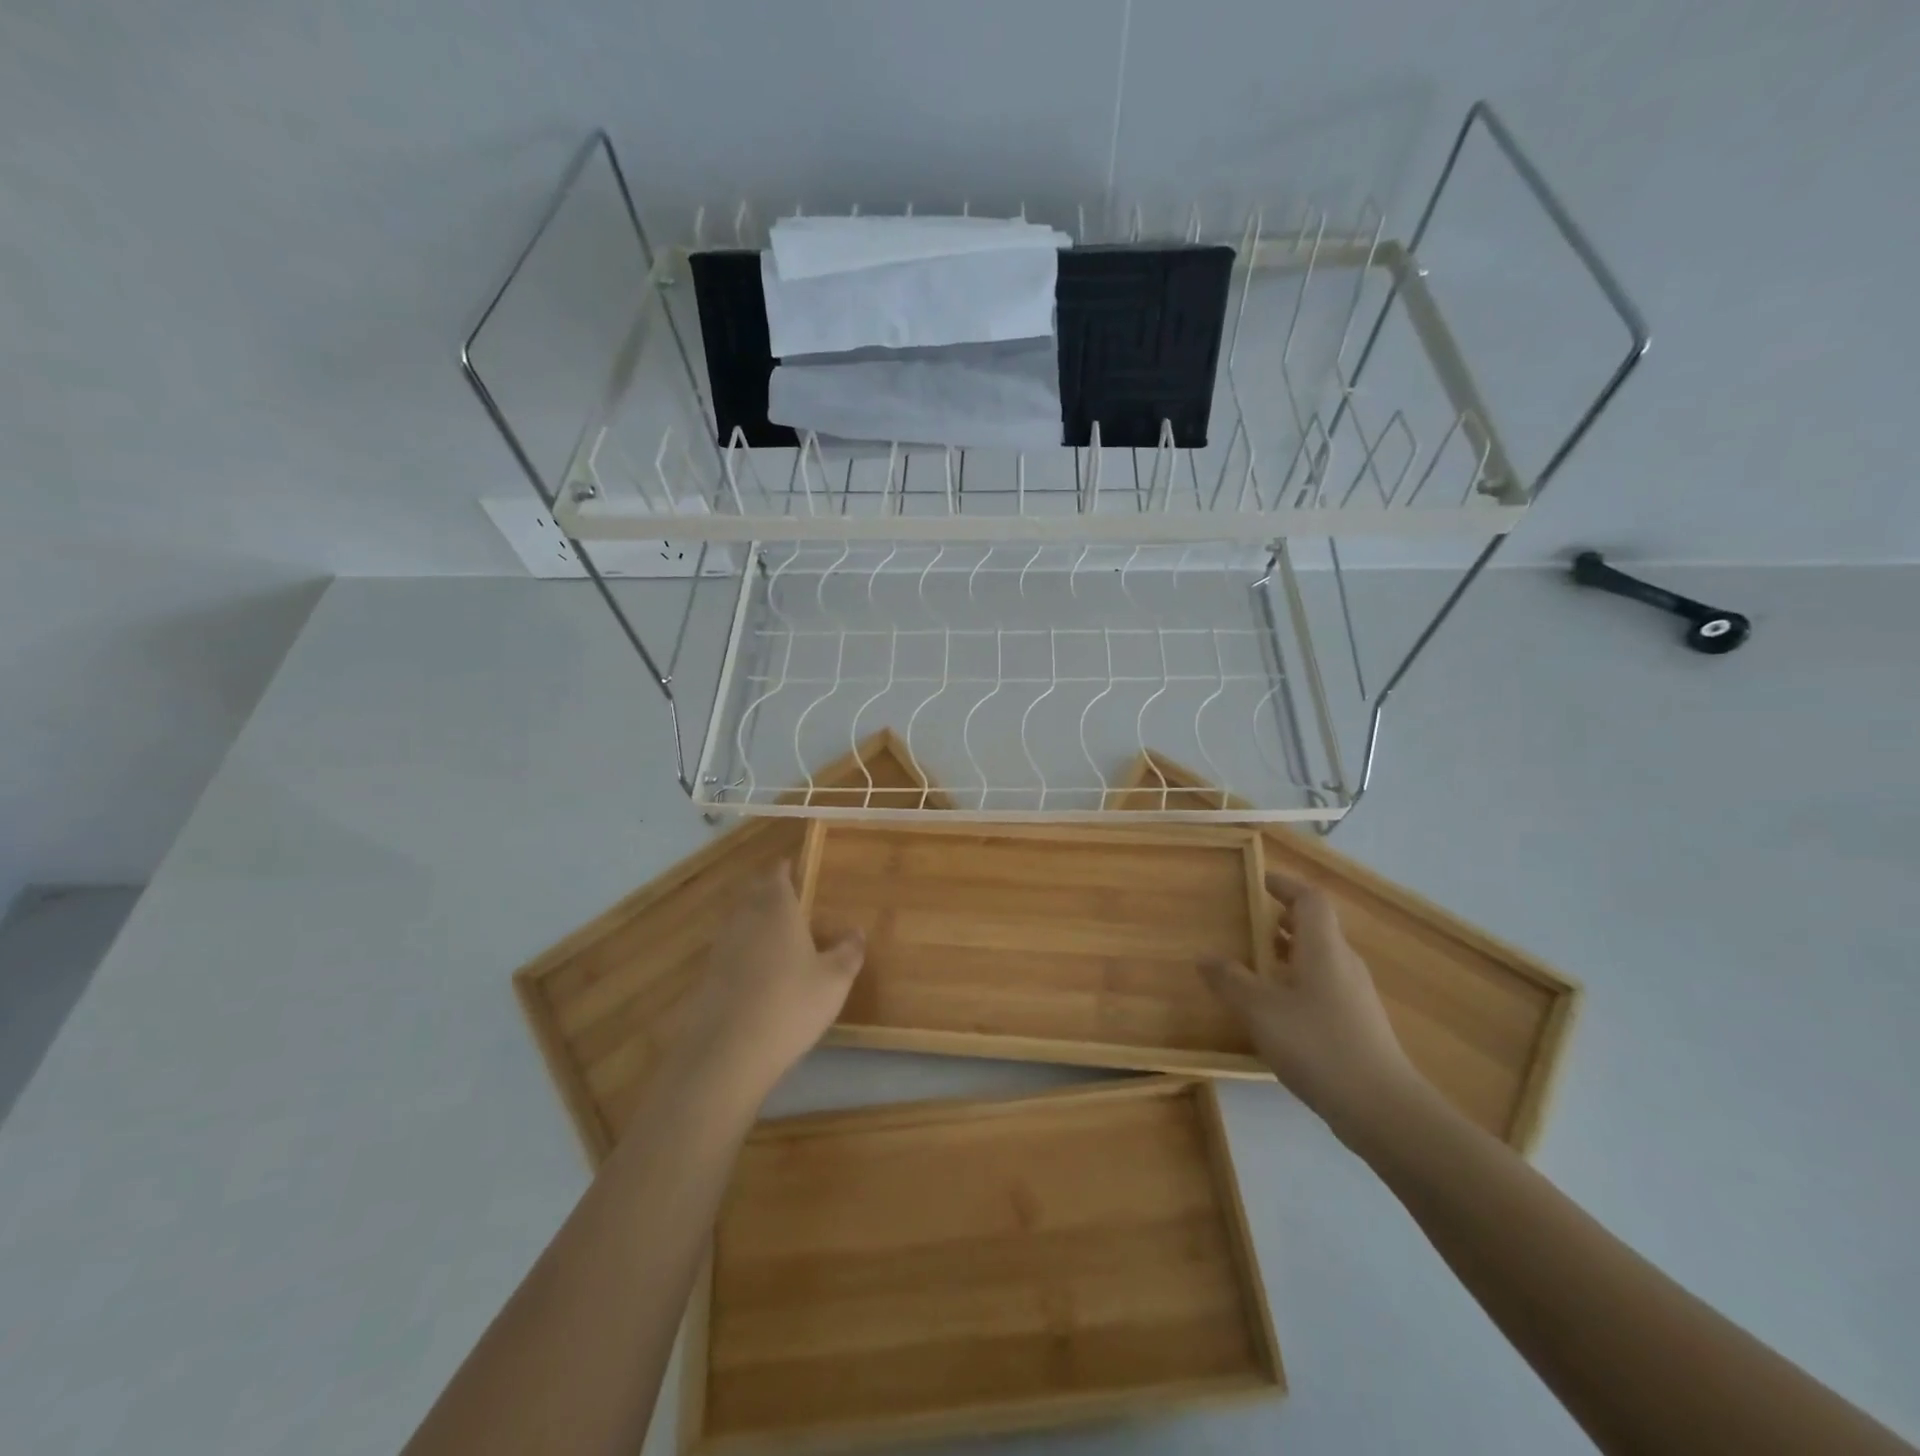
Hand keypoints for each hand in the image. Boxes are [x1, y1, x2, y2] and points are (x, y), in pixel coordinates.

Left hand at [682, 860, 864, 1109]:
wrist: (727, 1052)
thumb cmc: (790, 1004)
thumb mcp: (834, 981)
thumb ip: (848, 952)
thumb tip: (857, 931)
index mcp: (777, 910)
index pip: (776, 876)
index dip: (783, 869)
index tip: (791, 865)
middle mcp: (745, 920)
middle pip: (752, 894)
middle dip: (766, 890)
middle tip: (783, 892)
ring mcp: (722, 948)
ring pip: (738, 921)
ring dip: (753, 918)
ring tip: (772, 928)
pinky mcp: (707, 977)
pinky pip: (729, 949)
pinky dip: (742, 949)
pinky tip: (755, 968)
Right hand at [1200, 868, 1425, 1138]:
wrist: (1382, 1109)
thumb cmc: (1318, 1045)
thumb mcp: (1260, 1011)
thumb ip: (1231, 981)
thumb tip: (1204, 956)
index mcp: (1324, 948)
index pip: (1310, 900)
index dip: (1286, 886)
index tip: (1260, 881)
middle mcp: (1344, 964)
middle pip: (1317, 927)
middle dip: (1284, 920)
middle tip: (1251, 924)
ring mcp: (1356, 996)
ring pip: (1321, 958)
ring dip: (1291, 952)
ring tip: (1258, 964)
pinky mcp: (1359, 1024)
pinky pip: (1325, 985)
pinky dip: (1300, 981)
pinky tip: (1278, 1009)